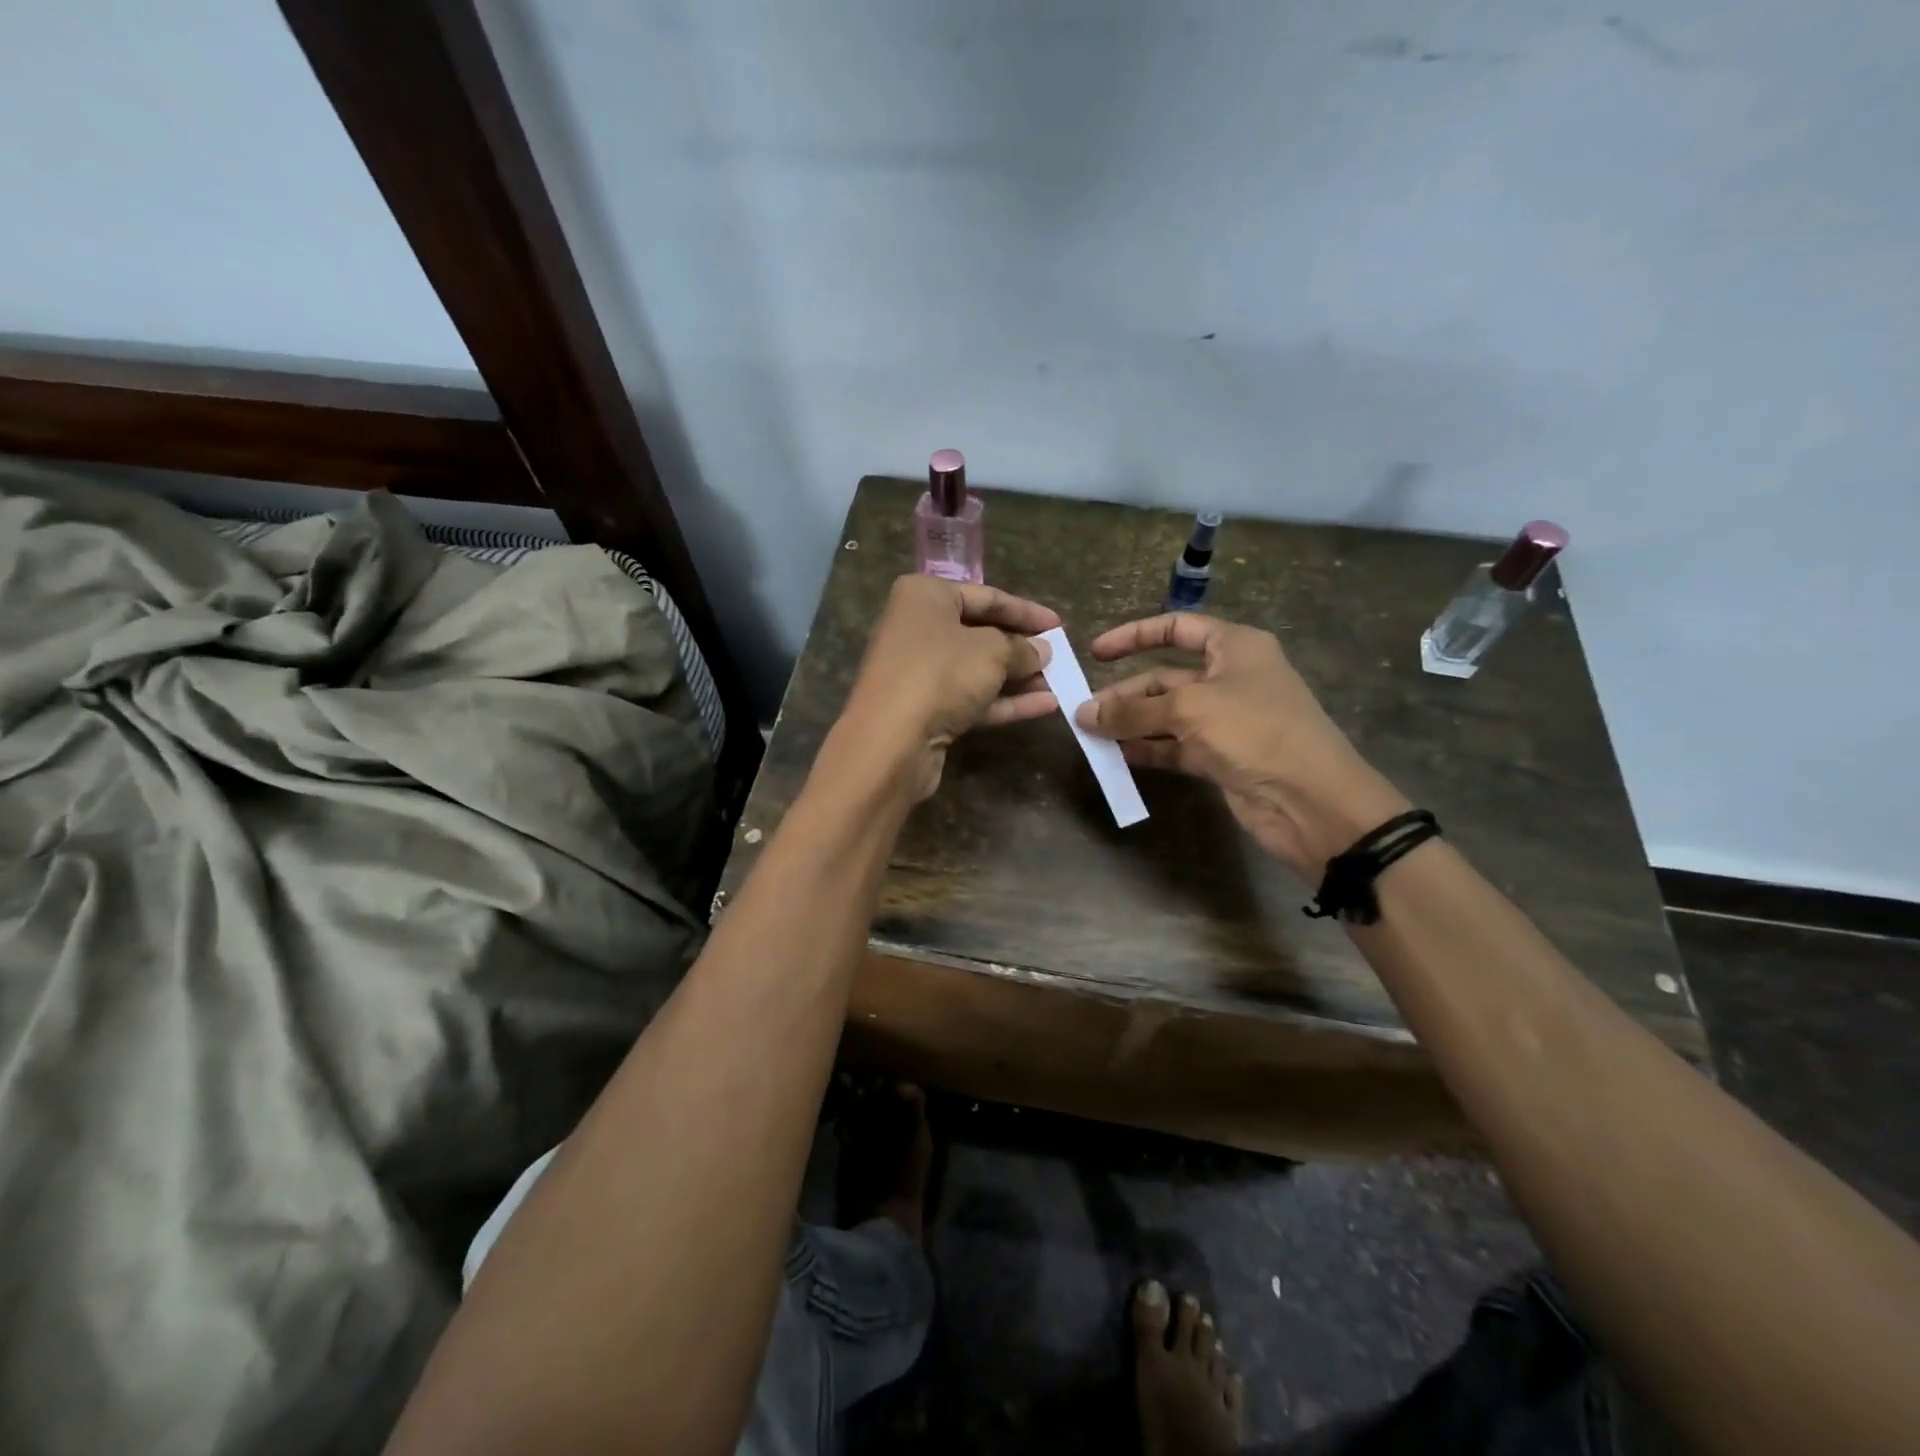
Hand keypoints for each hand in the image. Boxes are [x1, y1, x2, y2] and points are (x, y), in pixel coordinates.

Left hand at [837, 575, 1060, 800]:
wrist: (891, 741)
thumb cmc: (941, 674)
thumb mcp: (992, 652)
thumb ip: (1021, 648)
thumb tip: (1041, 650)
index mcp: (924, 596)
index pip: (985, 596)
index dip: (1025, 611)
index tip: (1059, 624)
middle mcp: (917, 628)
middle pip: (980, 633)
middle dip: (1021, 647)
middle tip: (1058, 656)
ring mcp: (919, 672)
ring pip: (977, 670)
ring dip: (1018, 677)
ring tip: (1059, 682)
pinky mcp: (925, 709)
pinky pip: (971, 698)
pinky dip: (1005, 701)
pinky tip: (1045, 706)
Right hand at [1075, 613, 1409, 878]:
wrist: (1310, 800)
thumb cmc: (1254, 731)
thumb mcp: (1189, 710)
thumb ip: (1132, 710)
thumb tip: (1083, 713)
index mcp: (1234, 647)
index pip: (1177, 628)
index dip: (1134, 636)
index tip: (1095, 654)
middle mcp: (1229, 678)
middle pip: (1165, 677)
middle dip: (1125, 693)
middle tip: (1083, 712)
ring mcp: (1225, 720)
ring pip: (1166, 714)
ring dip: (1130, 724)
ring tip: (1091, 736)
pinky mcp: (1220, 756)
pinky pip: (1174, 746)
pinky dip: (1147, 749)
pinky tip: (1117, 757)